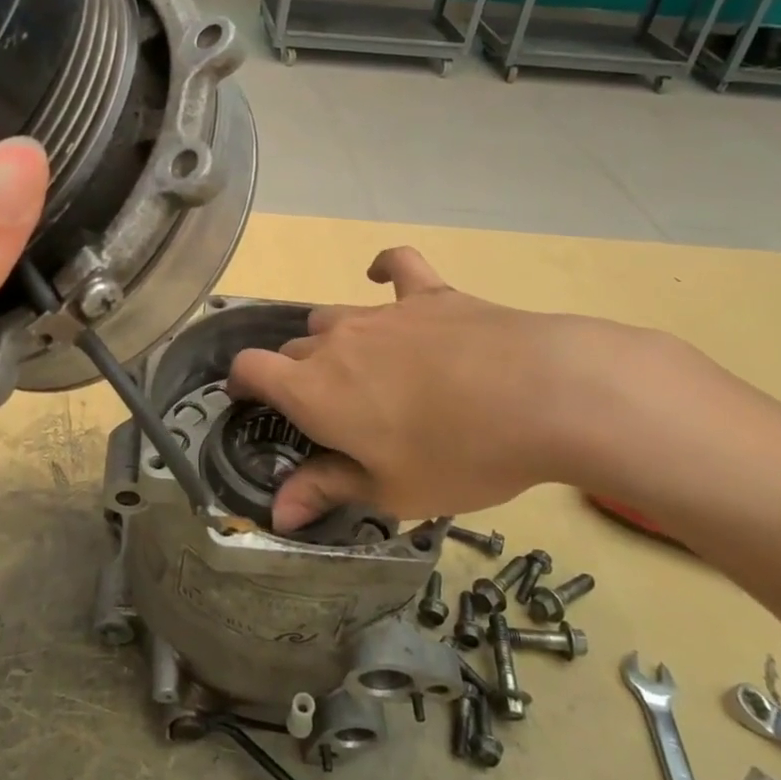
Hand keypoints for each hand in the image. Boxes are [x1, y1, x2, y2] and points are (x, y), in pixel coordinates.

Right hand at [228, 247, 656, 531]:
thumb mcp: (389, 491)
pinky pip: (396, 266)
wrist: (539, 395)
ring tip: (361, 369)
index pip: (251, 368)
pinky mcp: (427, 295)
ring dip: (334, 341)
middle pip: (295, 347)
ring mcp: (381, 313)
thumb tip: (279, 513)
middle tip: (327, 412)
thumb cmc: (456, 455)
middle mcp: (335, 342)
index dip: (241, 382)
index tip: (248, 400)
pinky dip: (384, 269)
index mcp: (314, 390)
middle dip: (297, 375)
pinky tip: (380, 275)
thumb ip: (326, 490)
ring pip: (334, 316)